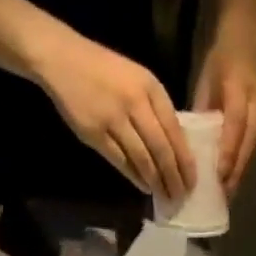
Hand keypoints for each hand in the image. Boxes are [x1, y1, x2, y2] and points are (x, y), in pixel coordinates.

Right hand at [35, 31, 193, 199]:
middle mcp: (135, 102)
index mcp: (151, 88)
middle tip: (180, 196)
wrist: (63, 59)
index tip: (192, 181)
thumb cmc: (105, 71)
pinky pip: (121, 161)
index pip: (175, 131)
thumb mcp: (138, 80)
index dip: (185, 161)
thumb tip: (174, 148)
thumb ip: (156, 110)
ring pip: (142, 158)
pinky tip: (143, 187)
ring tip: (164, 196)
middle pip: (161, 149)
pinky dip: (134, 176)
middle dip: (173, 177)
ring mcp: (114, 118)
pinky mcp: (95, 133)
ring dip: (155, 181)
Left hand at [192, 34, 255, 195]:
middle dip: (237, 169)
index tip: (220, 175)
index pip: (236, 124)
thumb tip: (192, 144)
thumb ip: (202, 112)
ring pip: (254, 146)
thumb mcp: (206, 81)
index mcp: (239, 88)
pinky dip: (245, 161)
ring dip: (242, 170)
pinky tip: (235, 176)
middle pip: (249, 141)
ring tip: (228, 192)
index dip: (229, 151)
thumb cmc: (221, 61)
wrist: (249, 41)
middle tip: (224, 194)